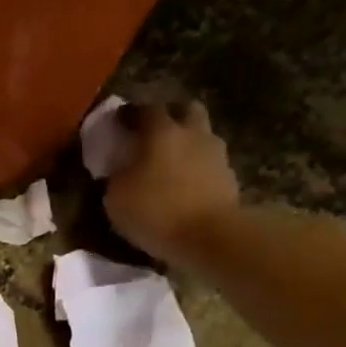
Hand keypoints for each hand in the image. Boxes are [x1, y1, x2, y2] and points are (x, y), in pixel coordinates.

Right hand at [103, 100, 240, 262]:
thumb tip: (120, 169)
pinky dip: (197, 169)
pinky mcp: (229, 177)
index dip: (130, 114)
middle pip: (186, 110)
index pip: (145, 110)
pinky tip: (185, 186)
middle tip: (154, 134)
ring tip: (170, 164)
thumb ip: (117, 176)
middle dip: (171, 116)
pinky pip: (209, 164)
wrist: (210, 236)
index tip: (119, 122)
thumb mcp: (117, 198)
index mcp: (162, 132)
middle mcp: (193, 133)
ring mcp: (216, 154)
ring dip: (187, 143)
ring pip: (201, 136)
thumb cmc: (156, 212)